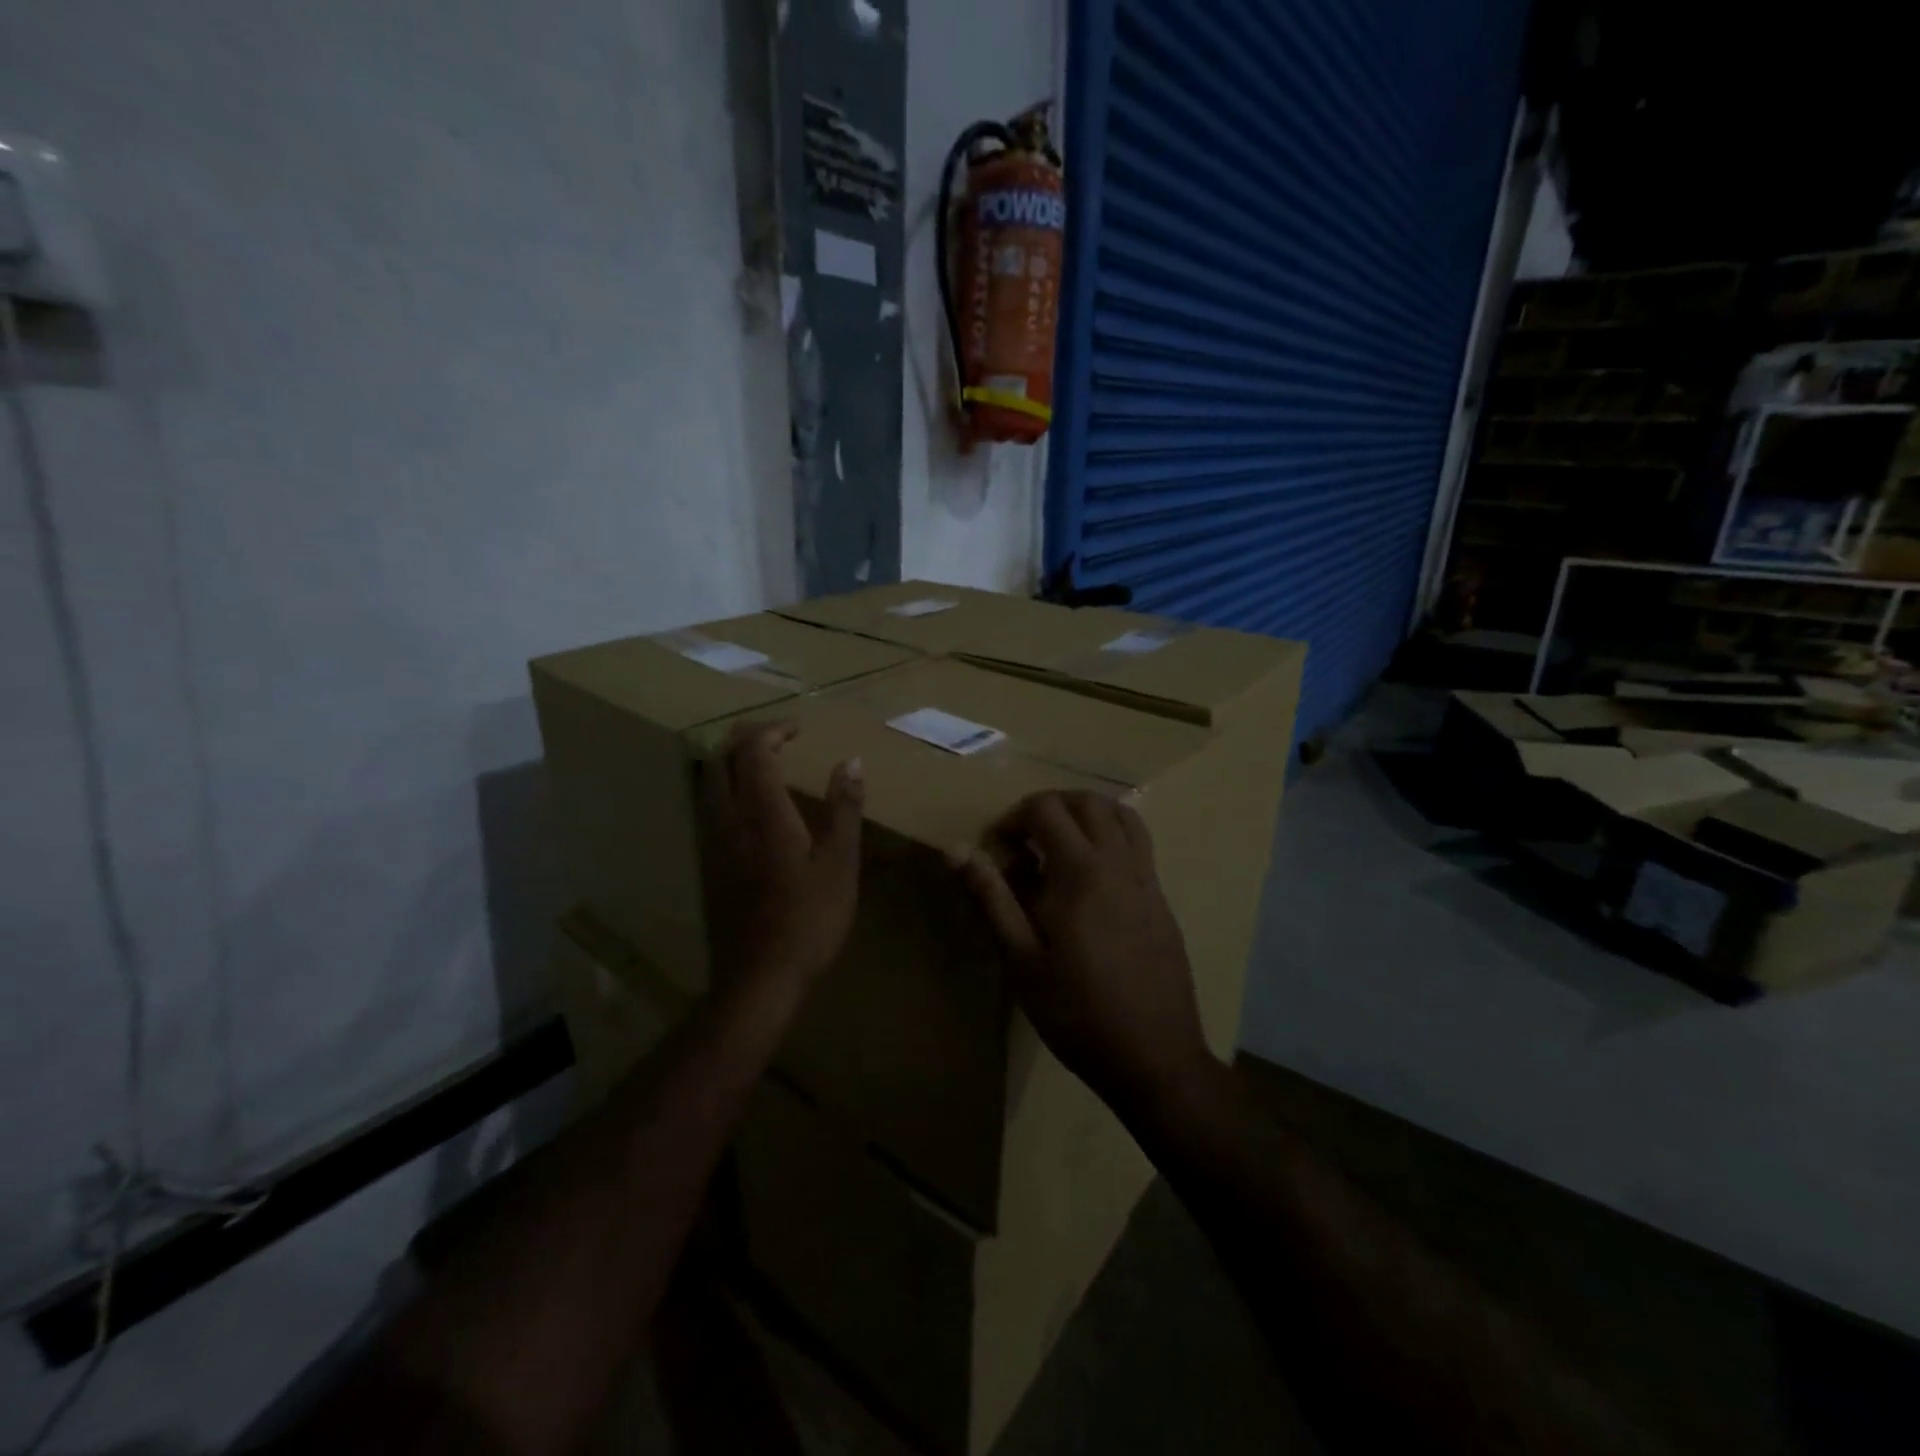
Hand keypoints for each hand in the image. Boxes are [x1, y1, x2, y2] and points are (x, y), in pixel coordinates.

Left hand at [701, 720, 863, 984]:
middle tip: (777, 736)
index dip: (773, 730)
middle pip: (721, 759)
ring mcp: (715, 842)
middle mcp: (730, 820)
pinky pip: (710, 807)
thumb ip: (844, 808)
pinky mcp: (711, 863)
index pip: (754, 751)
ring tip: (762, 761)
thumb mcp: (841, 863)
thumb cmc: (810, 919)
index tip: (799, 728)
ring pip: (710, 783)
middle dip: (745, 738)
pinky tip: (749, 804)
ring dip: (731, 760)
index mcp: (764, 814)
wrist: (761, 977)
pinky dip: (725, 787)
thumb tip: (851, 761)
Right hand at [955, 791, 1215, 1116]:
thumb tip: (955, 850)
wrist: (1153, 1056)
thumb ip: (990, 897)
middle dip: (1049, 807)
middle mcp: (1119, 863)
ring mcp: (1147, 880)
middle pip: (1088, 801)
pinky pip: (1139, 845)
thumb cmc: (1076, 1011)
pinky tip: (1090, 881)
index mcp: (1081, 871)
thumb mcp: (1020, 958)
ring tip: (1059, 847)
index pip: (1046, 809)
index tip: (996, 852)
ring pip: (1121, 816)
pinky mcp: (1161, 900)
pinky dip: (1110, 838)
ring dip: (1086, 815)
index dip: (1013, 819)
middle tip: (1024, 841)